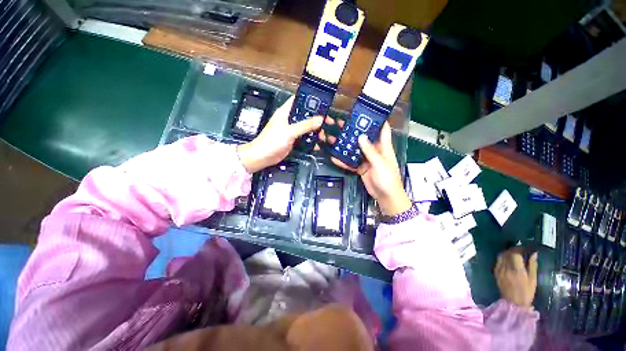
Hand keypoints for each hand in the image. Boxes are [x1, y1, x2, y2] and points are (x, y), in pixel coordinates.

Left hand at [237, 96, 322, 172]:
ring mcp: (292, 131)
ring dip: (316, 132)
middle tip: (329, 123)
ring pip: (307, 128)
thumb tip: (321, 119)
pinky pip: (305, 138)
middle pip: (306, 115)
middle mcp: (289, 119)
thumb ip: (305, 125)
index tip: (323, 103)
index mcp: (285, 112)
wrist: (263, 157)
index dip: (310, 100)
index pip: (298, 101)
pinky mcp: (293, 140)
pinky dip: (311, 141)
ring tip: (324, 137)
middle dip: (317, 119)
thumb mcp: (290, 131)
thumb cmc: (272, 141)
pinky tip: (317, 146)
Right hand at [322, 119, 410, 215]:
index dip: (377, 120)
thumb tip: (360, 136)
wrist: (386, 197)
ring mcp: (366, 160)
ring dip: (345, 146)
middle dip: (354, 132)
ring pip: (355, 150)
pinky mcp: (361, 168)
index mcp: (383, 147)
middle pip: (364, 138)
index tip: (367, 112)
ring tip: (334, 139)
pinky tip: (334, 157)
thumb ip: (370, 151)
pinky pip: (351, 163)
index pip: (382, 130)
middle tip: (342, 125)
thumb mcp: (380, 163)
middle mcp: (374, 151)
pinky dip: (343, 161)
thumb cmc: (388, 179)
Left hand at [495, 248, 537, 310]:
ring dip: (507, 252)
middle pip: (507, 253)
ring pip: (501, 256)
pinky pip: (498, 261)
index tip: (525, 248)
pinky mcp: (495, 272)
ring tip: (514, 253)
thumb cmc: (526, 293)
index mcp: (517, 271)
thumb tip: (534, 254)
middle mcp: (506, 269)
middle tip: (520, 250)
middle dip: (513, 250)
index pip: (515, 254)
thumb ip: (532, 266)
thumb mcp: (533, 280)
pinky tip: (508, 259)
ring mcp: (499, 270)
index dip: (520, 249)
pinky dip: (503, 258)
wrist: (513, 303)